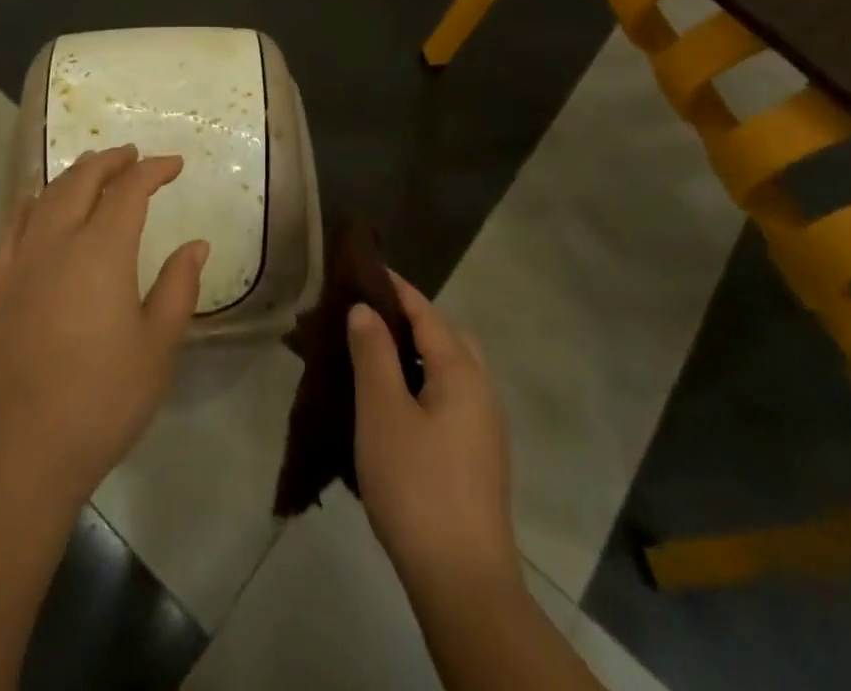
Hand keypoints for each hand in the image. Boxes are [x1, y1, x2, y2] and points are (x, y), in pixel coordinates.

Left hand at [0, 144, 208, 501]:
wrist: (25, 450)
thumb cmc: (103, 398)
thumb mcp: (158, 346)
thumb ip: (178, 287)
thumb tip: (195, 244)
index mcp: (102, 251)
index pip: (129, 190)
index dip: (153, 170)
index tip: (174, 165)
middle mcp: (58, 242)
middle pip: (82, 180)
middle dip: (111, 161)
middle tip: (134, 156)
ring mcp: (23, 262)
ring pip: (47, 196)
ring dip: (74, 174)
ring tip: (94, 168)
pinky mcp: (1, 286)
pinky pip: (12, 226)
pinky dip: (30, 203)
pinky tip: (35, 203)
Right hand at [348, 272, 521, 599]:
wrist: (463, 581)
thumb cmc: (416, 485)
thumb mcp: (382, 412)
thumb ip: (373, 353)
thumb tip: (366, 310)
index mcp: (461, 371)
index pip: (426, 312)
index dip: (395, 287)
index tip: (364, 269)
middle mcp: (482, 390)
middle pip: (446, 336)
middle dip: (410, 317)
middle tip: (368, 314)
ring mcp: (486, 426)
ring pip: (451, 369)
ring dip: (417, 352)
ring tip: (375, 354)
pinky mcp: (480, 456)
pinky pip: (451, 396)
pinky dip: (424, 381)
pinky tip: (396, 403)